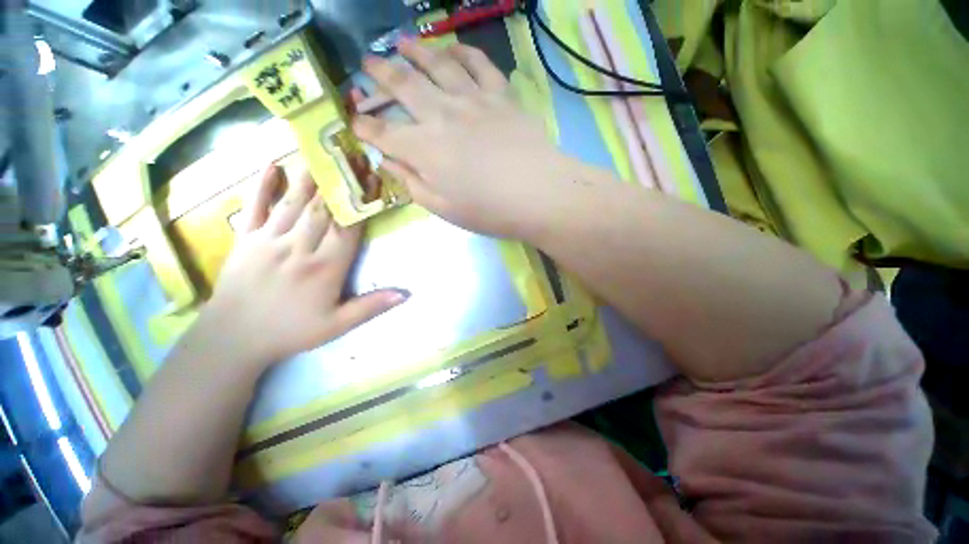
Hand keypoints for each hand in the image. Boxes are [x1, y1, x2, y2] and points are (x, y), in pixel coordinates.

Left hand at [199, 165, 407, 366]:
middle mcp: (299, 248)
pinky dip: (262, 185)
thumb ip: (372, 306)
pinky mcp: (244, 240)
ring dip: (310, 177)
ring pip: (294, 202)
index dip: (361, 203)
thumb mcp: (337, 326)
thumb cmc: (291, 331)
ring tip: (322, 152)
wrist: (233, 338)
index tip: (372, 181)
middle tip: (351, 157)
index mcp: (325, 268)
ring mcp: (268, 241)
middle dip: (340, 182)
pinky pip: (255, 207)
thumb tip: (406, 293)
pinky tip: (271, 165)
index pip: (348, 228)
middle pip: (323, 209)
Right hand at [352, 40, 573, 238]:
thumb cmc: (489, 210)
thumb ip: (412, 184)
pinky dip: (463, 53)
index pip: (384, 134)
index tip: (355, 123)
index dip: (366, 128)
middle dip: (380, 73)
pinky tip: (454, 48)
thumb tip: (388, 162)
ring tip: (401, 42)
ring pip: (437, 65)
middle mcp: (441, 115)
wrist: (538, 194)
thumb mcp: (443, 208)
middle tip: (367, 61)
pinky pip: (479, 64)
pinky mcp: (500, 96)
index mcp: (424, 149)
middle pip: (403, 85)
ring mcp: (472, 100)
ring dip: (416, 51)